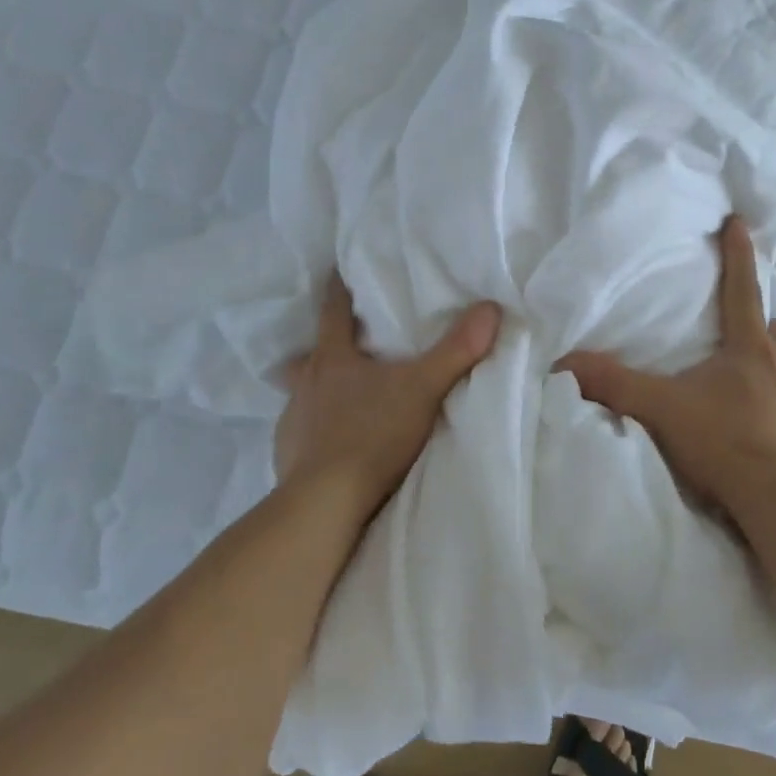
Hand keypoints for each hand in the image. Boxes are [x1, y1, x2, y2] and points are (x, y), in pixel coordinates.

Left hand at [274, 272, 501, 518]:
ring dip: (316, 389)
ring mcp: (292, 420)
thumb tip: (489, 308)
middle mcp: (306, 383)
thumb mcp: (423, 389)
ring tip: (334, 394)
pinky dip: (313, 429)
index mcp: (333, 358)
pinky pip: (299, 432)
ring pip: (301, 392)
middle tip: (339, 345)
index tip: (337, 272)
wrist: (325, 503)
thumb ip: (456, 351)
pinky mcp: (286, 455)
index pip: (333, 311)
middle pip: (310, 353)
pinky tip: (327, 442)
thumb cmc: (372, 435)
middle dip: (323, 347)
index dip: (338, 290)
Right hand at [557, 216, 775, 518]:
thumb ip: (612, 383)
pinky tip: (752, 435)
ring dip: (769, 373)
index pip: (743, 290)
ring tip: (738, 392)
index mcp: (749, 350)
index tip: (739, 222)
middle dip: (764, 328)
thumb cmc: (723, 441)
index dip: (738, 255)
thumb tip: (563, 363)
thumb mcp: (659, 408)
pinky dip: (774, 415)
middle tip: (739, 340)